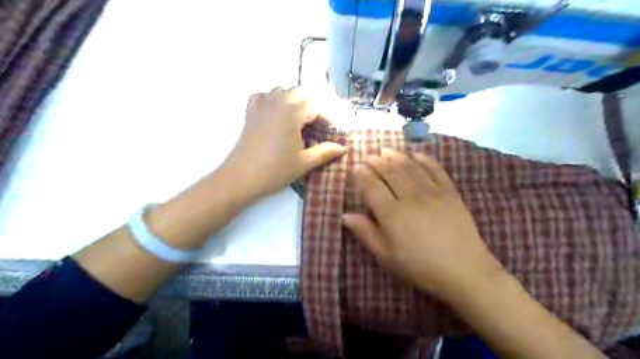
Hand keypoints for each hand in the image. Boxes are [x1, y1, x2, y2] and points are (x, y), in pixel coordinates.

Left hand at [224, 85, 347, 198]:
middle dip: (310, 105)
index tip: (329, 132)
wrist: (241, 178)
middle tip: (315, 125)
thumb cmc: (275, 170)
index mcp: (292, 113)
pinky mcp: (250, 113)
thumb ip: (325, 152)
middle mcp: (277, 103)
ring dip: (292, 100)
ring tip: (298, 119)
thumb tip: (343, 148)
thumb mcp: (304, 162)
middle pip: (299, 92)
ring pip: (280, 90)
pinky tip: (275, 113)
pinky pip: (262, 96)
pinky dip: (271, 99)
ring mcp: (261, 106)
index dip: (325, 117)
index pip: (315, 106)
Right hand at [343, 149, 507, 299]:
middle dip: (377, 161)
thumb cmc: (419, 267)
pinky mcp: (450, 192)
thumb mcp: (386, 256)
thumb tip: (345, 215)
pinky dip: (425, 160)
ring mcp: (432, 192)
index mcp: (392, 214)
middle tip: (369, 155)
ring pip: (410, 167)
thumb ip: (366, 233)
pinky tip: (417, 154)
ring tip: (387, 150)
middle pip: (390, 172)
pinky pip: (436, 170)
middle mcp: (410, 197)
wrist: (464, 271)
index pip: (372, 187)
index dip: (362, 175)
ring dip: (396, 156)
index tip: (355, 167)